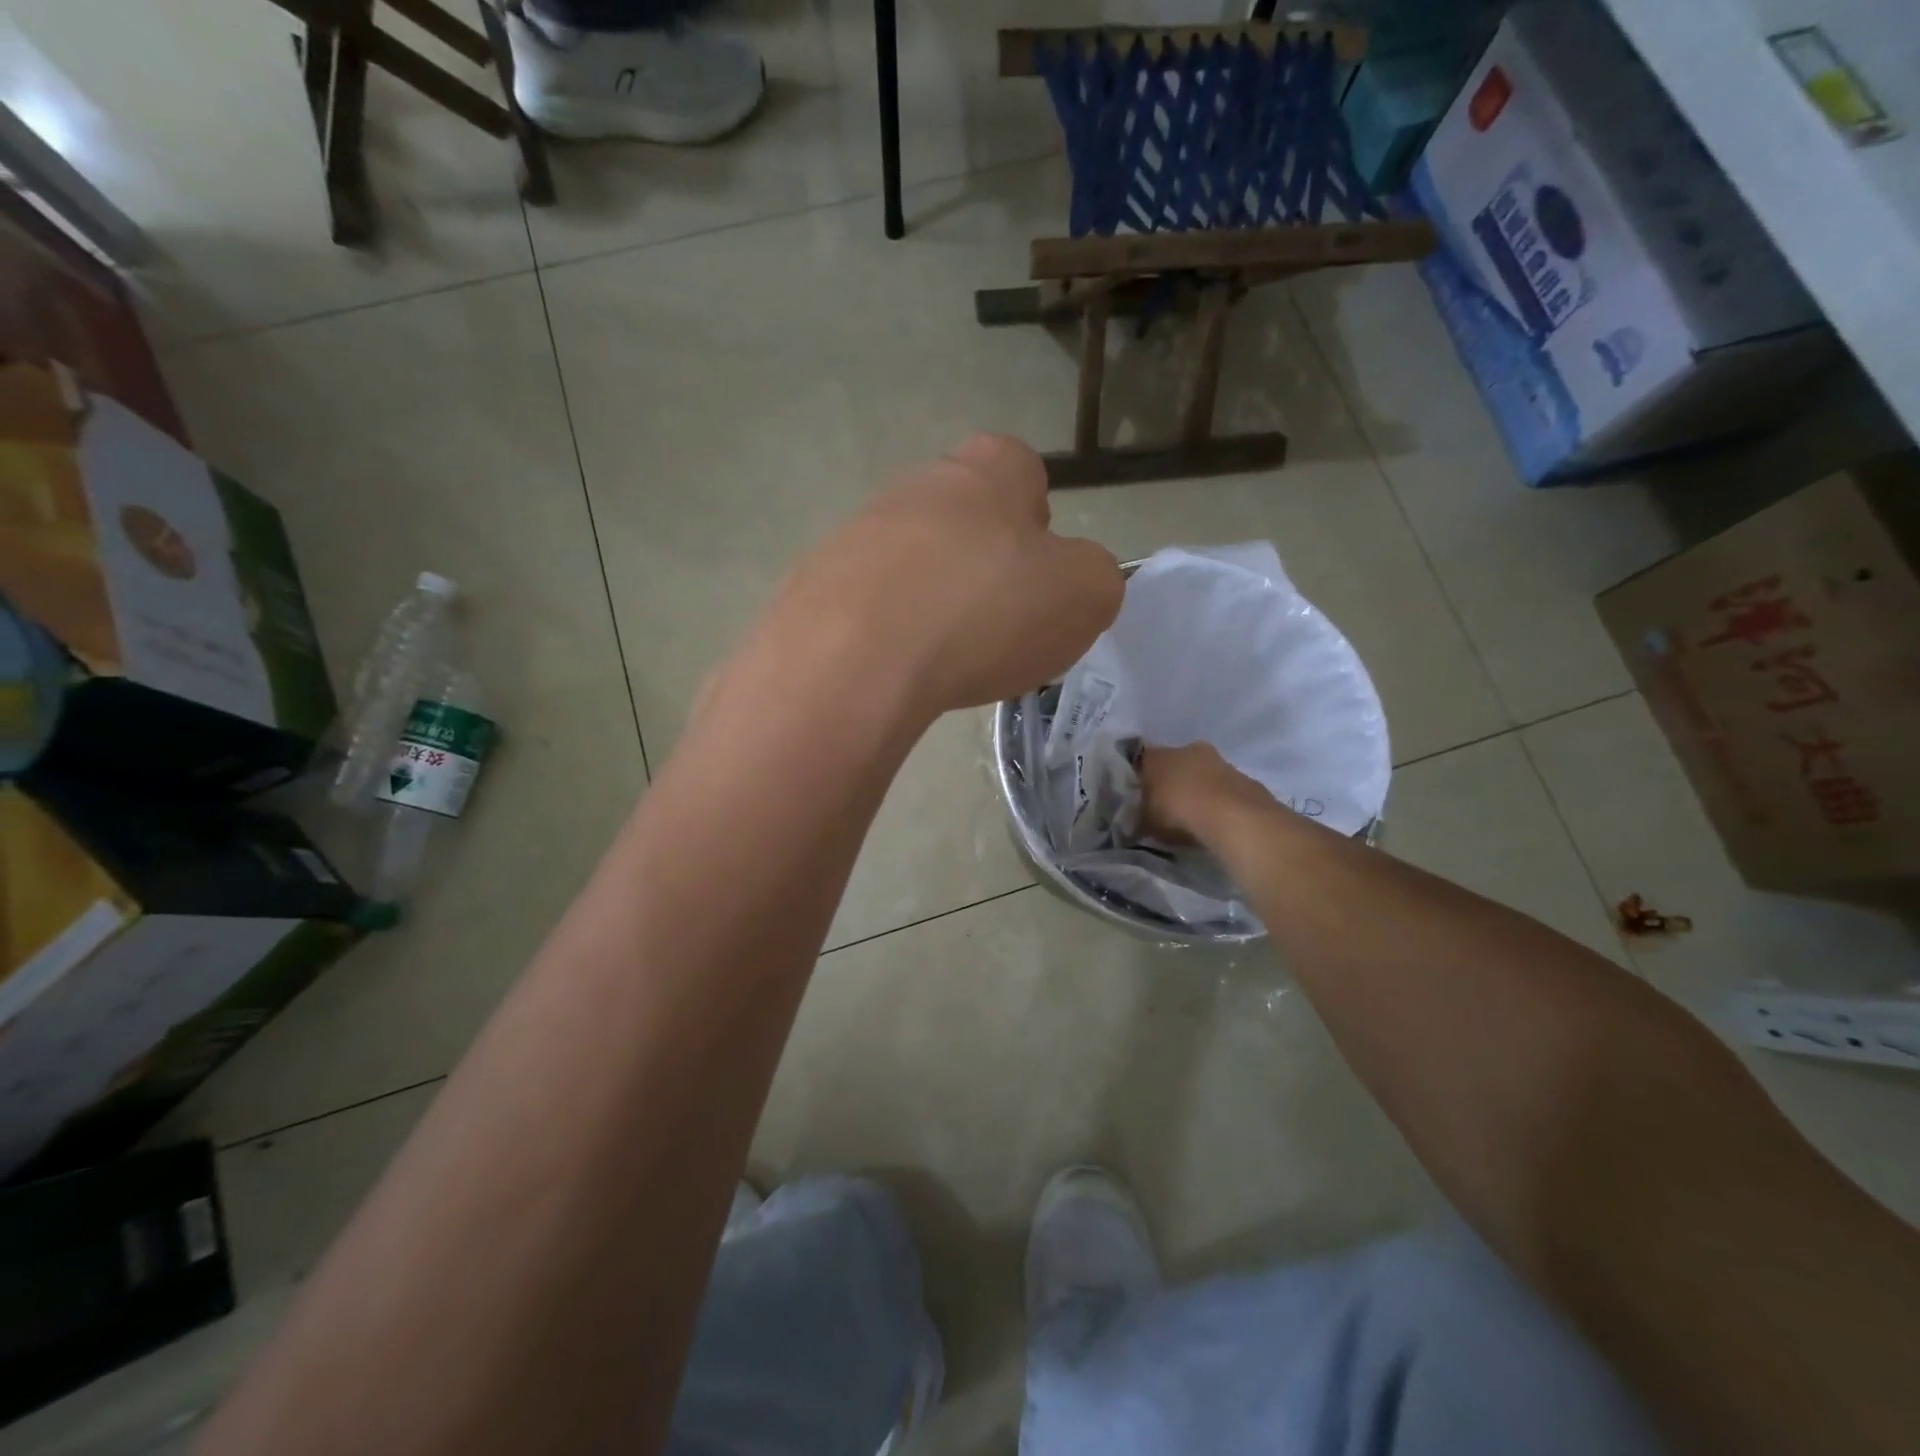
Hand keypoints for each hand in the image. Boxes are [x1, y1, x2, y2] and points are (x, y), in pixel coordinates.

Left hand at [770, 435, 1123, 716]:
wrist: (855, 659)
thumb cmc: (985, 611)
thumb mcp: (1086, 595)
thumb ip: (1094, 577)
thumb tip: (1072, 581)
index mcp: (988, 471)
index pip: (1022, 470)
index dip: (1037, 521)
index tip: (1038, 574)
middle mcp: (917, 486)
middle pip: (962, 519)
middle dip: (983, 565)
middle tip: (998, 625)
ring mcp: (858, 533)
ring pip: (913, 563)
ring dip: (933, 601)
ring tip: (947, 660)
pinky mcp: (816, 585)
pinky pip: (868, 606)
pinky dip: (889, 634)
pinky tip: (899, 672)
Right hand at [1137, 742, 1274, 844]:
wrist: (1233, 818)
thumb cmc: (1179, 814)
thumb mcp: (1147, 823)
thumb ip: (1141, 818)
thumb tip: (1137, 822)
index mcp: (1158, 756)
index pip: (1143, 761)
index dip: (1142, 778)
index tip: (1142, 796)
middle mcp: (1187, 750)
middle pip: (1176, 763)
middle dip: (1173, 780)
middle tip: (1170, 805)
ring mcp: (1220, 761)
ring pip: (1203, 773)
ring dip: (1200, 788)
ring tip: (1197, 815)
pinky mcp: (1244, 777)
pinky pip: (1225, 787)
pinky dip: (1221, 799)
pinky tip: (1219, 819)